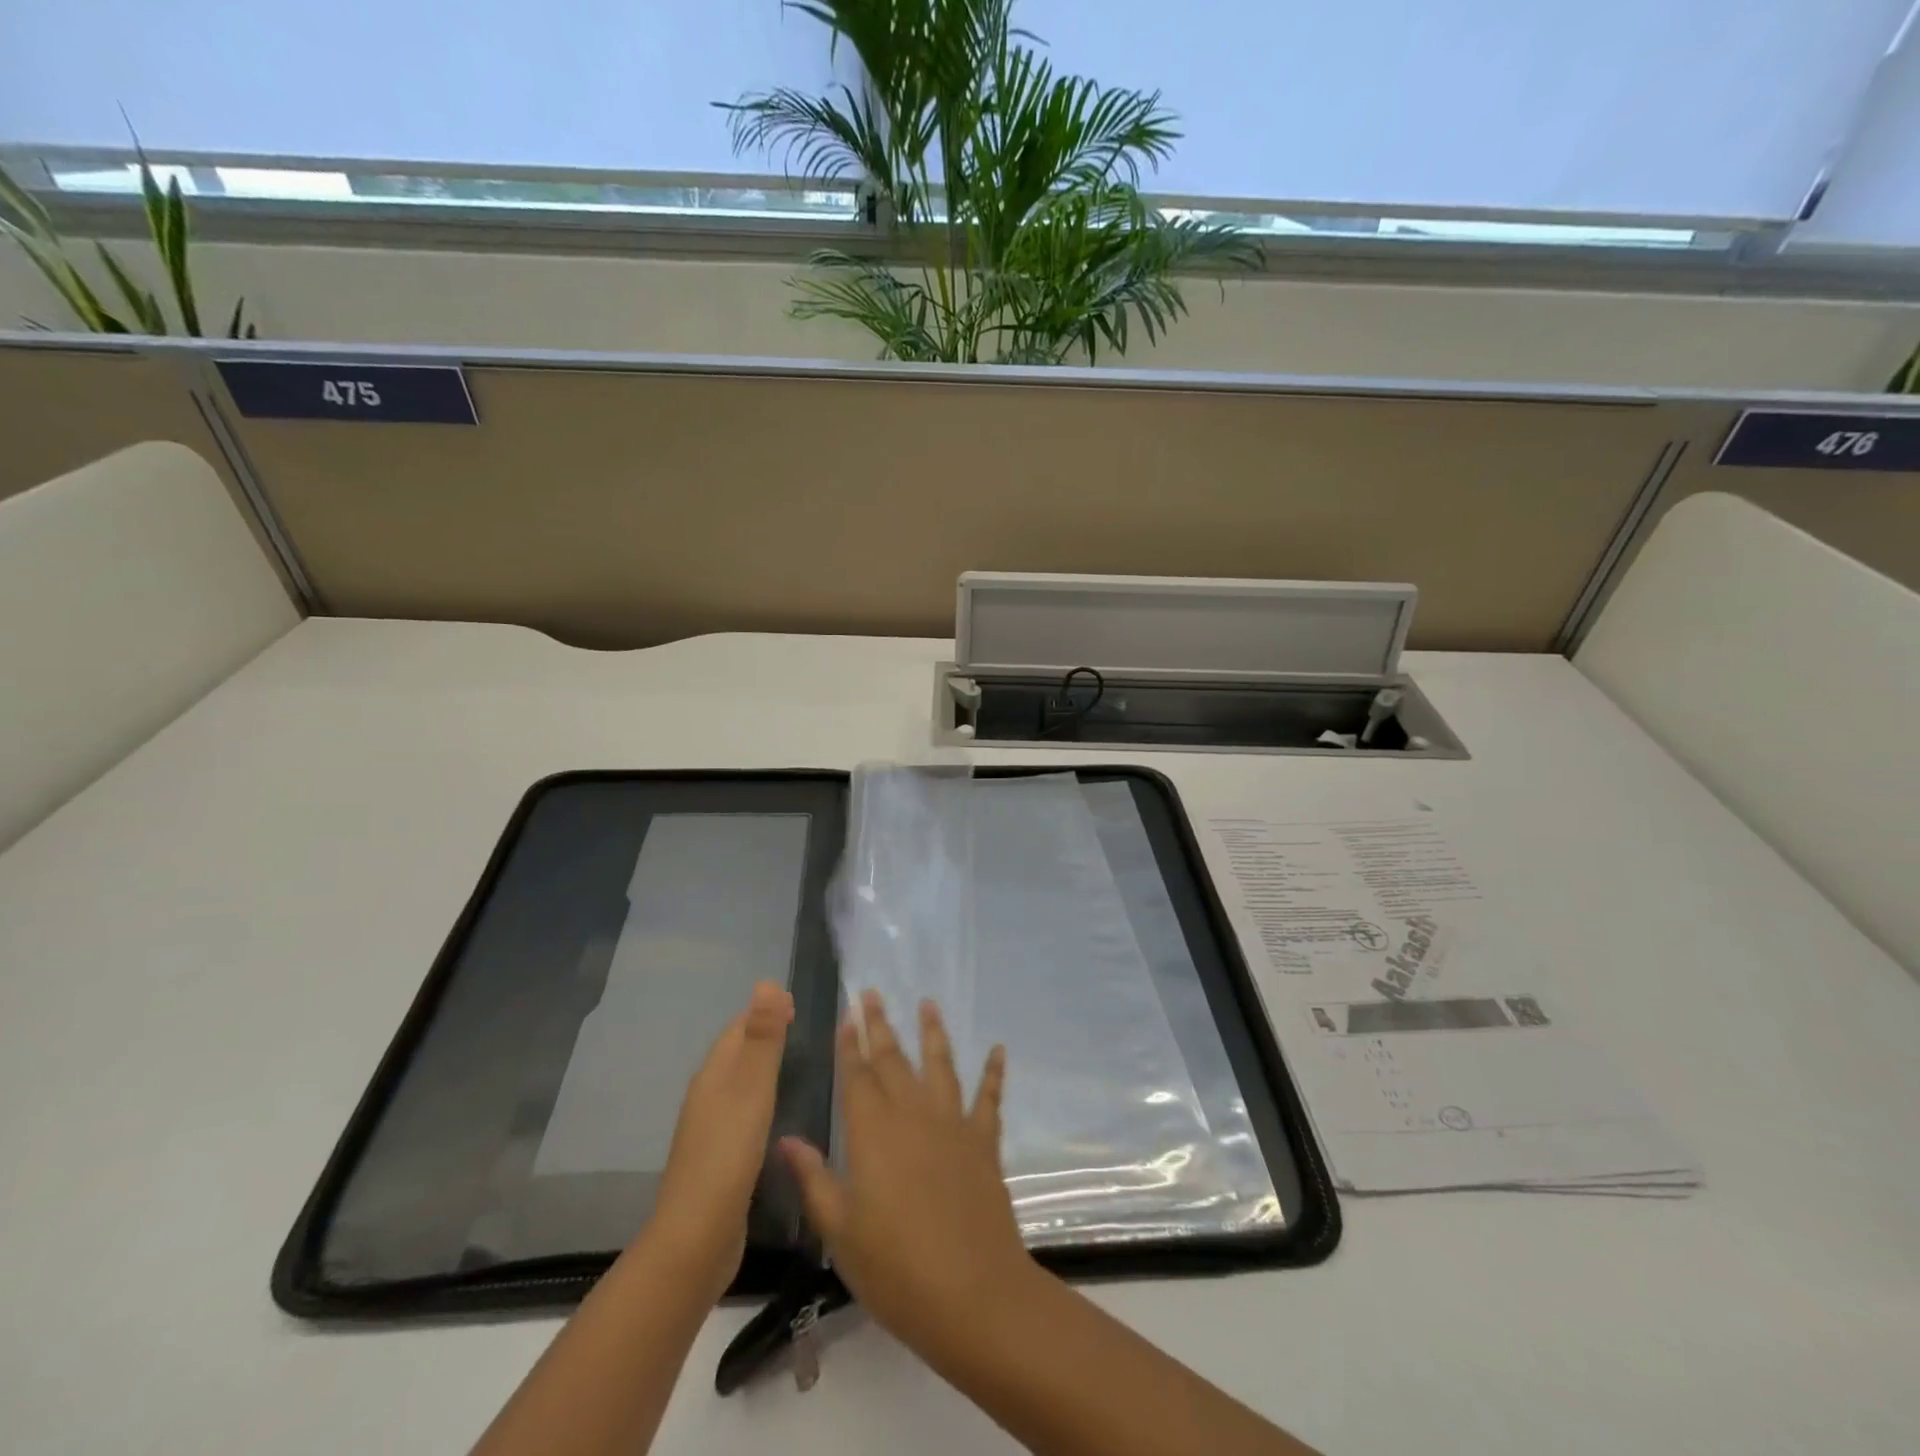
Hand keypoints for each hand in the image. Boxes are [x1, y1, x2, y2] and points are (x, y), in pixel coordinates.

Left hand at [653, 980, 793, 1295]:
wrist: (696, 1238)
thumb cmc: (728, 1154)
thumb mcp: (752, 1089)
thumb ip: (762, 1038)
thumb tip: (766, 982)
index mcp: (713, 1075)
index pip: (737, 1028)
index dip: (763, 1011)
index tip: (795, 1002)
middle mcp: (707, 1096)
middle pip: (734, 1053)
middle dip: (762, 1034)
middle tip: (798, 1026)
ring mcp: (709, 1129)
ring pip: (736, 1084)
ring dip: (760, 1067)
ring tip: (793, 1064)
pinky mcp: (718, 1159)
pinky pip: (740, 1113)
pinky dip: (758, 1100)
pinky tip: (775, 1115)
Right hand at [779, 991, 1033, 1364]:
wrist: (974, 1295)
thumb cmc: (896, 1269)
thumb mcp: (841, 1232)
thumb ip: (814, 1179)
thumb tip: (784, 1138)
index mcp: (873, 1133)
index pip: (857, 1076)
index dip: (850, 1044)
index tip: (847, 1014)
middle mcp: (913, 1115)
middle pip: (893, 1060)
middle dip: (880, 1025)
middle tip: (872, 992)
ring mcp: (953, 1124)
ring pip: (940, 1065)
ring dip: (933, 1032)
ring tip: (928, 1002)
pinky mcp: (984, 1142)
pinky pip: (989, 1098)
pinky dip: (994, 1072)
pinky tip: (998, 1050)